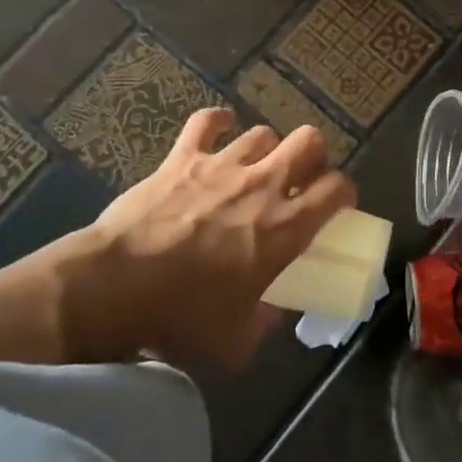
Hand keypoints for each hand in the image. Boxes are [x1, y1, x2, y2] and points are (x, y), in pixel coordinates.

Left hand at [75, 107, 355, 366]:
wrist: (117, 286)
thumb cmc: (182, 316)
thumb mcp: (235, 340)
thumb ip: (261, 324)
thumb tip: (269, 315)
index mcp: (285, 228)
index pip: (337, 189)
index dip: (344, 191)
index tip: (337, 203)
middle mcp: (262, 185)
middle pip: (309, 141)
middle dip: (312, 154)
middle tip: (300, 176)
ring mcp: (222, 165)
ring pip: (262, 132)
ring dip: (265, 147)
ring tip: (255, 164)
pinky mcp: (183, 157)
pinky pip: (207, 121)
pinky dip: (216, 122)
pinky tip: (219, 128)